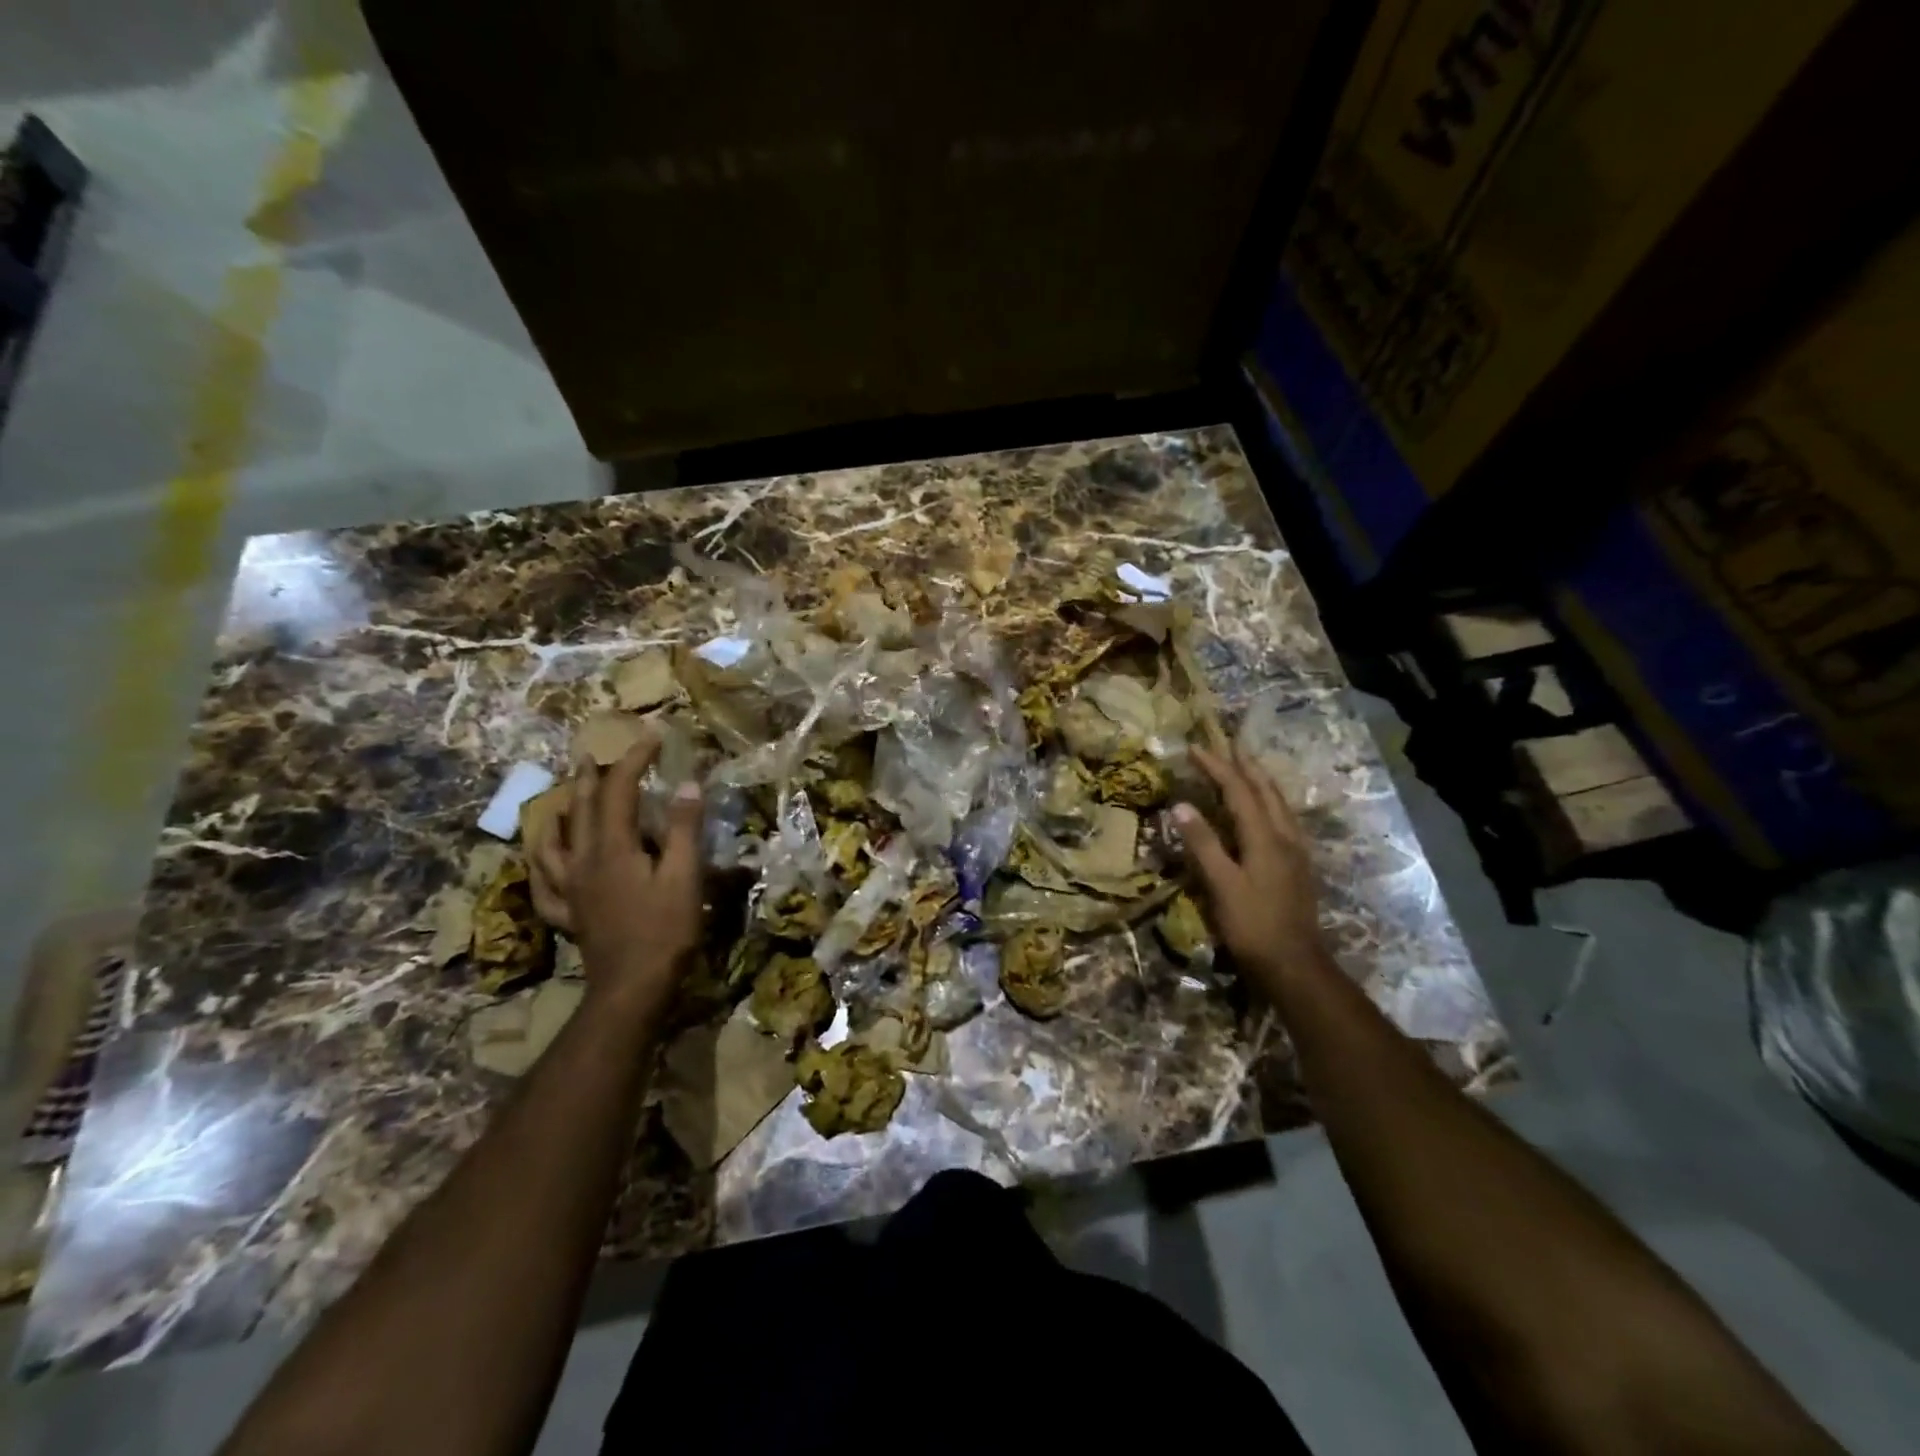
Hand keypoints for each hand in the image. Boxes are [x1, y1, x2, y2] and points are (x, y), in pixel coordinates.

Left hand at [527, 733, 705, 1024]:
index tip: (653, 737)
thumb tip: (688, 784)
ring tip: (561, 798)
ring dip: (559, 812)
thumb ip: (684, 828)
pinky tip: (543, 858)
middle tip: (594, 755)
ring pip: (554, 841)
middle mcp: (583, 860)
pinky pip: (544, 882)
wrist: (631, 987)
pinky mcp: (568, 912)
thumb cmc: (664, 930)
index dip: (634, 759)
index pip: (619, 789)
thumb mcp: (685, 876)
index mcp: (613, 847)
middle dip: (590, 777)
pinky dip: (542, 863)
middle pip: (580, 808)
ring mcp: (570, 888)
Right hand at [1174, 745, 1325, 993]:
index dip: (1216, 767)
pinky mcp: (1298, 867)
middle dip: (1246, 765)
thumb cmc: (1253, 926)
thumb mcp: (1221, 885)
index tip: (1194, 747)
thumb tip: (1181, 805)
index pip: (1238, 790)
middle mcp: (1284, 837)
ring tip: (1248, 766)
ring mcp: (1296, 852)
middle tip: (1229, 744)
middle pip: (1265, 790)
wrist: (1295, 966)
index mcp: (1265, 837)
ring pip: (1279, 803)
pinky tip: (1266, 810)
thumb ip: (1203, 844)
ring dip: (1261, 780)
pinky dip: (1269, 802)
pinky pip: (1283, 819)